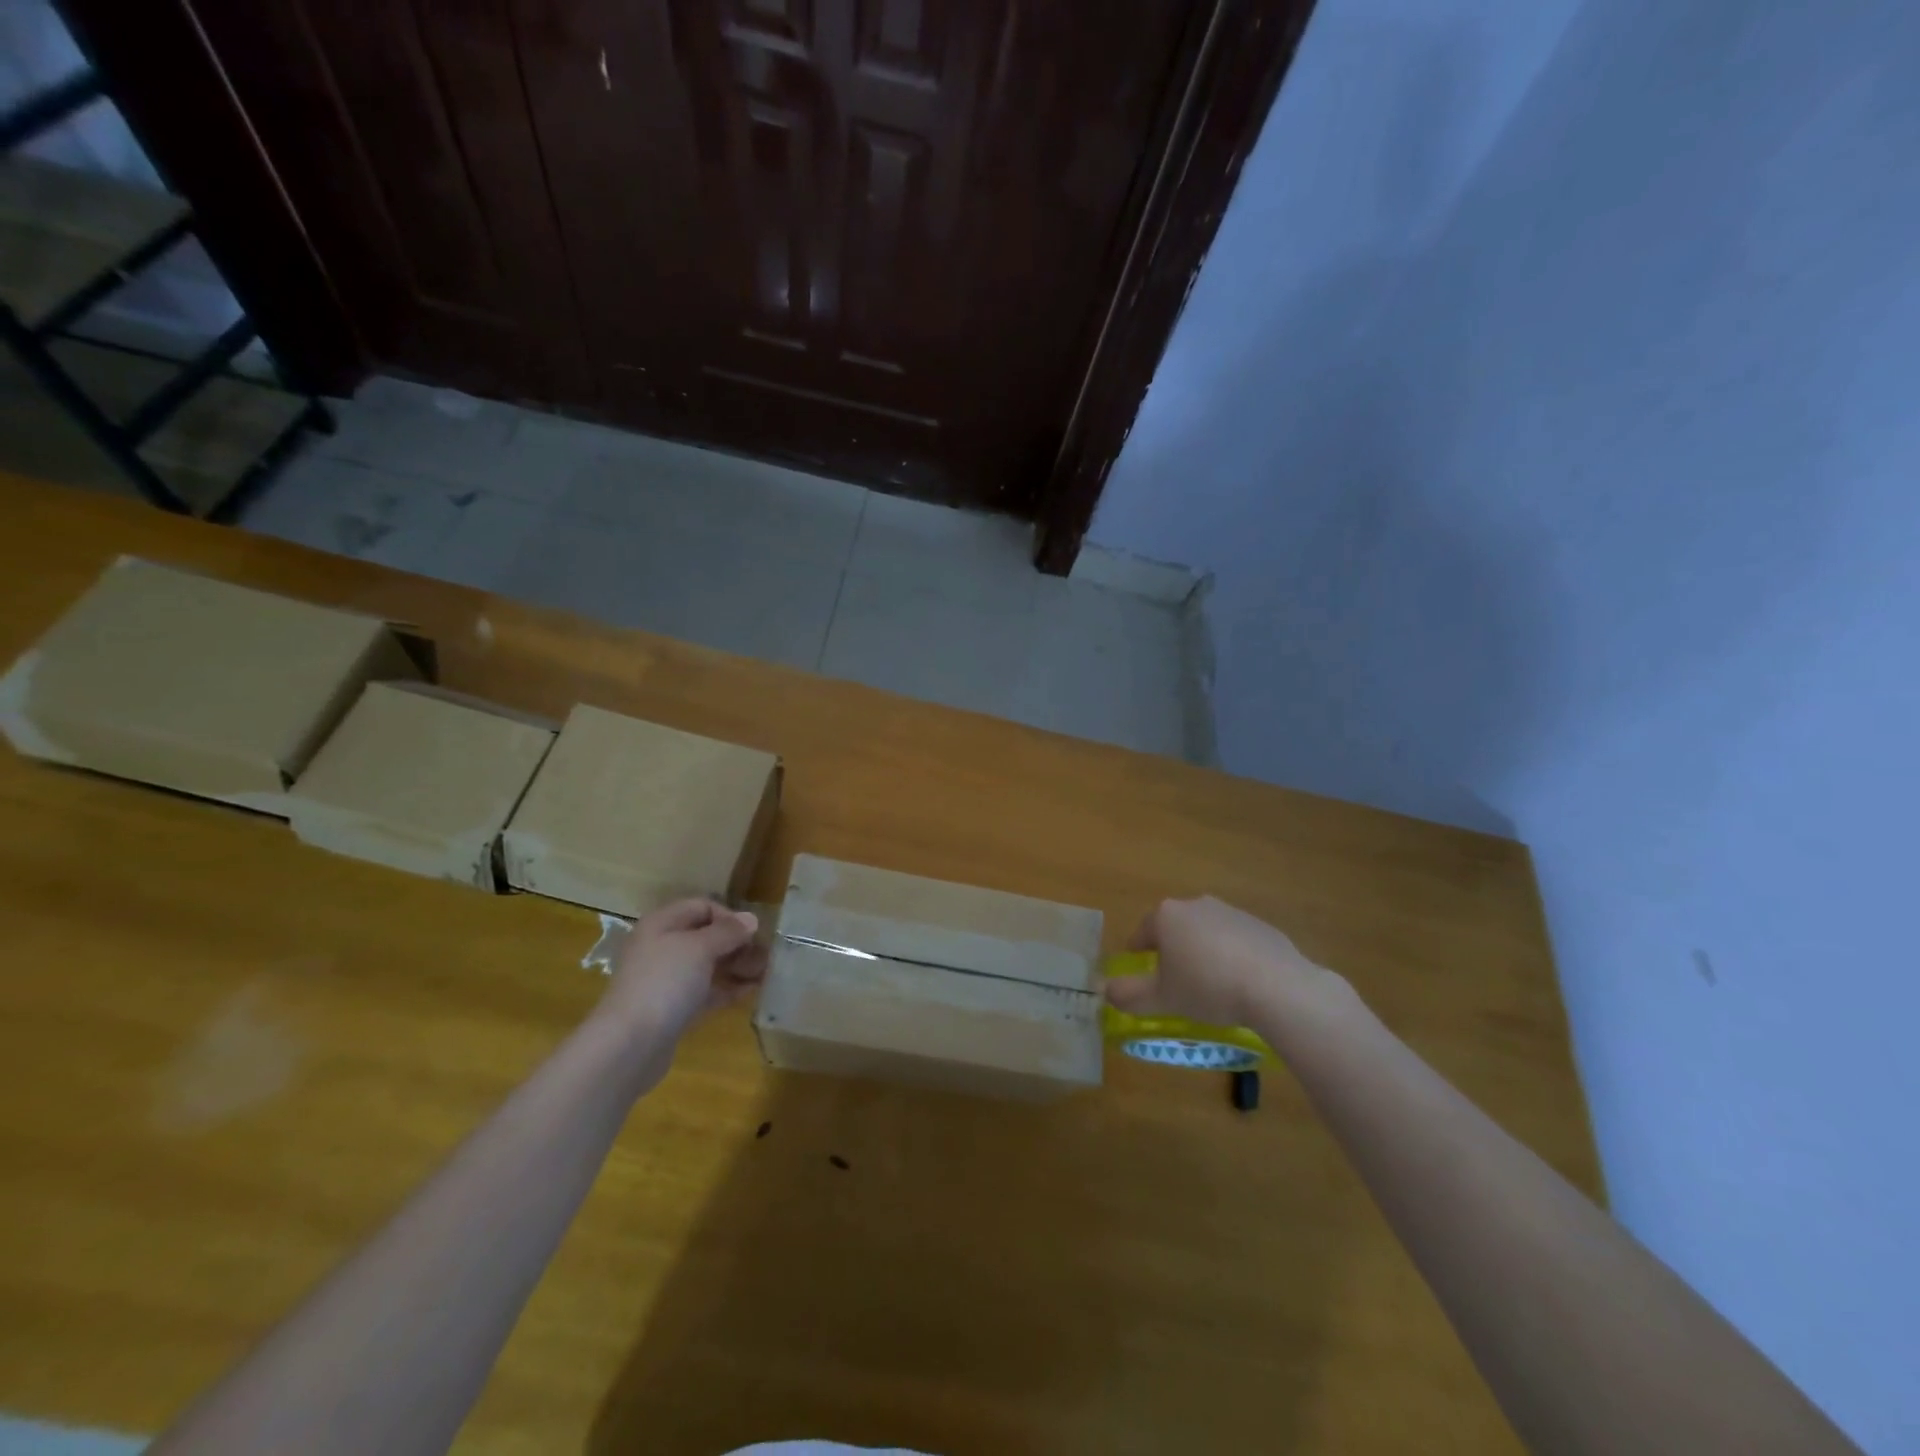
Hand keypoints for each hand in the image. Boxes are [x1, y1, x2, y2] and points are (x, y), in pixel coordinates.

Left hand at [599, 898, 766, 1043]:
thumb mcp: (700, 948)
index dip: (729, 916)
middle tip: (764, 955)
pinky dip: (727, 988)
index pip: (702, 906)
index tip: (752, 933)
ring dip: (736, 966)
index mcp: (662, 924)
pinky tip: (751, 991)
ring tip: (764, 972)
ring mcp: (667, 980)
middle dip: (736, 943)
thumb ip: (728, 931)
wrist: (630, 1044)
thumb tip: (751, 918)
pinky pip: (706, 990)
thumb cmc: (665, 982)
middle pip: (706, 936)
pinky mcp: (673, 1008)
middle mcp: (662, 947)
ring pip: (708, 965)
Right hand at [1107, 896, 1343, 1027]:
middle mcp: (1196, 905)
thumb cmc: (1207, 987)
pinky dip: (1232, 955)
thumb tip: (1107, 991)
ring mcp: (1231, 911)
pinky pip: (1236, 940)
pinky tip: (1240, 982)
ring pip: (1206, 931)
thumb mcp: (1162, 998)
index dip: (1138, 952)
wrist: (1275, 986)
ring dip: (1202, 951)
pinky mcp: (1260, 925)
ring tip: (1209, 983)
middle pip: (1175, 927)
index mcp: (1167, 916)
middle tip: (1175, 980)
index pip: (1143, 932)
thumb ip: (1129, 995)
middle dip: (1172, 950)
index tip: (1140, 969)